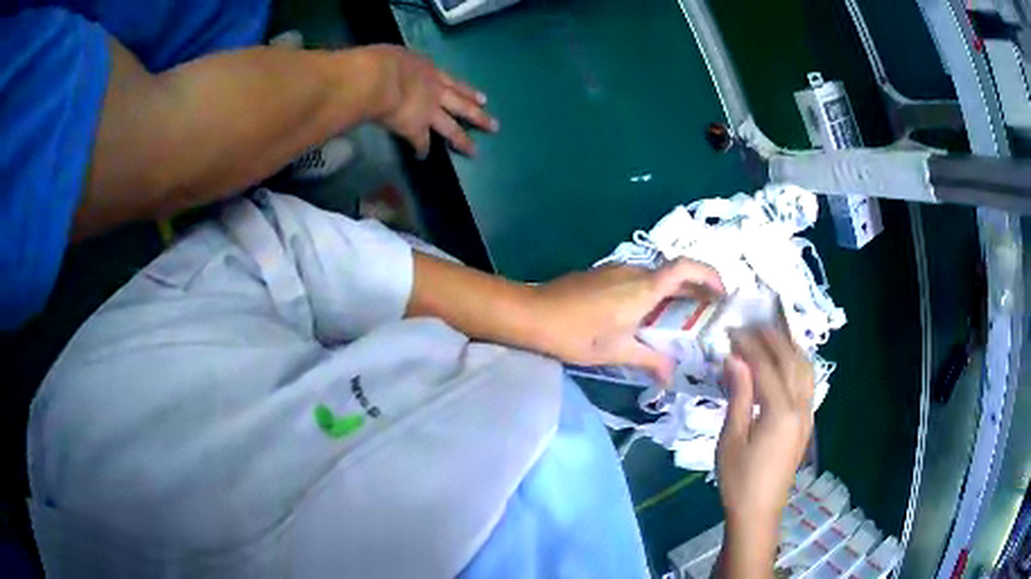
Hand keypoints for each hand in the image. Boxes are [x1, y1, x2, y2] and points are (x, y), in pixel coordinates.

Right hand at [359, 45, 496, 156]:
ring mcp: (428, 112)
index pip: (452, 83)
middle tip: (495, 126)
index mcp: (429, 71)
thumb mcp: (397, 55)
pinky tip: (422, 157)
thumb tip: (394, 65)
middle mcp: (435, 92)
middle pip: (462, 106)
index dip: (468, 91)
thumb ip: (400, 63)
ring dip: (462, 141)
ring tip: (474, 151)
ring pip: (451, 129)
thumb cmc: (382, 61)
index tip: (483, 99)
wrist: (379, 79)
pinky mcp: (415, 129)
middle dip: (479, 116)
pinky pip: (421, 143)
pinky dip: (421, 150)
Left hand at [531, 259, 723, 383]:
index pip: (686, 268)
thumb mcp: (617, 352)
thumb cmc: (577, 334)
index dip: (709, 276)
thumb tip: (672, 376)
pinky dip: (652, 293)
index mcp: (644, 288)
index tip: (722, 295)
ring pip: (655, 277)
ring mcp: (616, 270)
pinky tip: (646, 316)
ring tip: (680, 319)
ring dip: (673, 292)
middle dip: (696, 289)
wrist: (532, 314)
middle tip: (708, 313)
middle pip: (675, 273)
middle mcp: (634, 272)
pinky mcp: (602, 274)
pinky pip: (637, 280)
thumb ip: (650, 360)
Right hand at [716, 327, 814, 547]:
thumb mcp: (731, 438)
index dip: (749, 345)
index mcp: (780, 411)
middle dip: (772, 338)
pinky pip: (808, 382)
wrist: (759, 511)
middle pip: (791, 360)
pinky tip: (787, 361)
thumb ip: (738, 395)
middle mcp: (800, 407)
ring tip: (771, 333)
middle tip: (751, 324)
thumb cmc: (739, 479)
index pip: (767, 365)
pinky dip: (798, 363)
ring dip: (789, 346)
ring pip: (805, 368)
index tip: (732, 331)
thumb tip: (733, 358)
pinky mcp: (806, 422)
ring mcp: (807, 414)